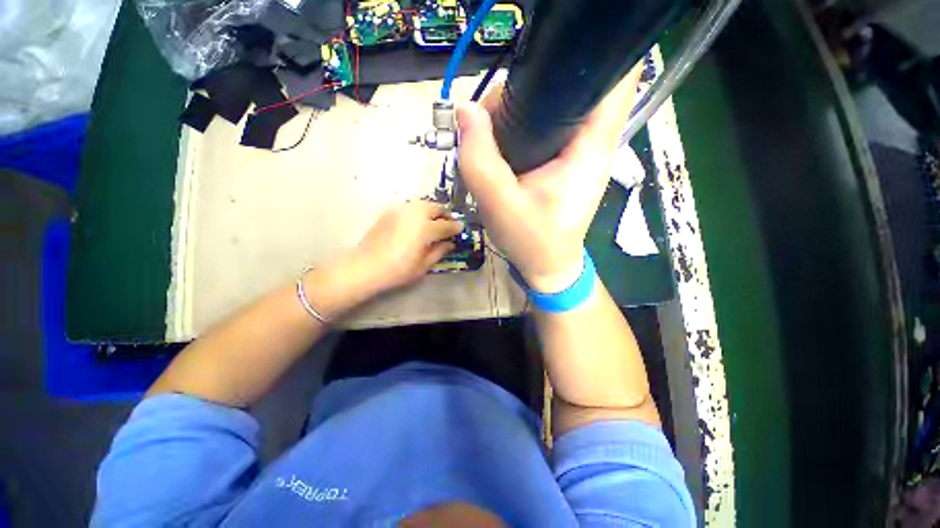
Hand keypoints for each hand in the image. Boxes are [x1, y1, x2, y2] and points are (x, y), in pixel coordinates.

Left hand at [348, 200, 463, 293]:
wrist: (366, 266)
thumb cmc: (398, 270)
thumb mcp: (423, 265)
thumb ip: (439, 251)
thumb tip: (450, 243)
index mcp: (425, 229)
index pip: (446, 225)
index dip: (455, 227)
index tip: (460, 229)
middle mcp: (414, 214)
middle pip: (435, 207)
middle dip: (445, 214)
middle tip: (448, 223)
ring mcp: (400, 210)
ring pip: (422, 203)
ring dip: (432, 210)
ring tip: (434, 220)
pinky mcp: (389, 211)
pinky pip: (409, 206)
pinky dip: (418, 210)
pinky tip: (416, 221)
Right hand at [456, 67, 640, 292]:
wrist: (546, 266)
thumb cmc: (532, 242)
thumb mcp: (500, 205)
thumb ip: (480, 160)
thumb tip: (465, 110)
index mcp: (590, 146)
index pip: (612, 76)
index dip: (591, 51)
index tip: (549, 48)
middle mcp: (589, 140)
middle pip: (567, 85)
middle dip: (525, 88)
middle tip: (487, 119)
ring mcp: (575, 150)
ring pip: (548, 105)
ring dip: (514, 109)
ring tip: (485, 137)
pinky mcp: (561, 160)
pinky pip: (540, 127)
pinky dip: (516, 126)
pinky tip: (496, 144)